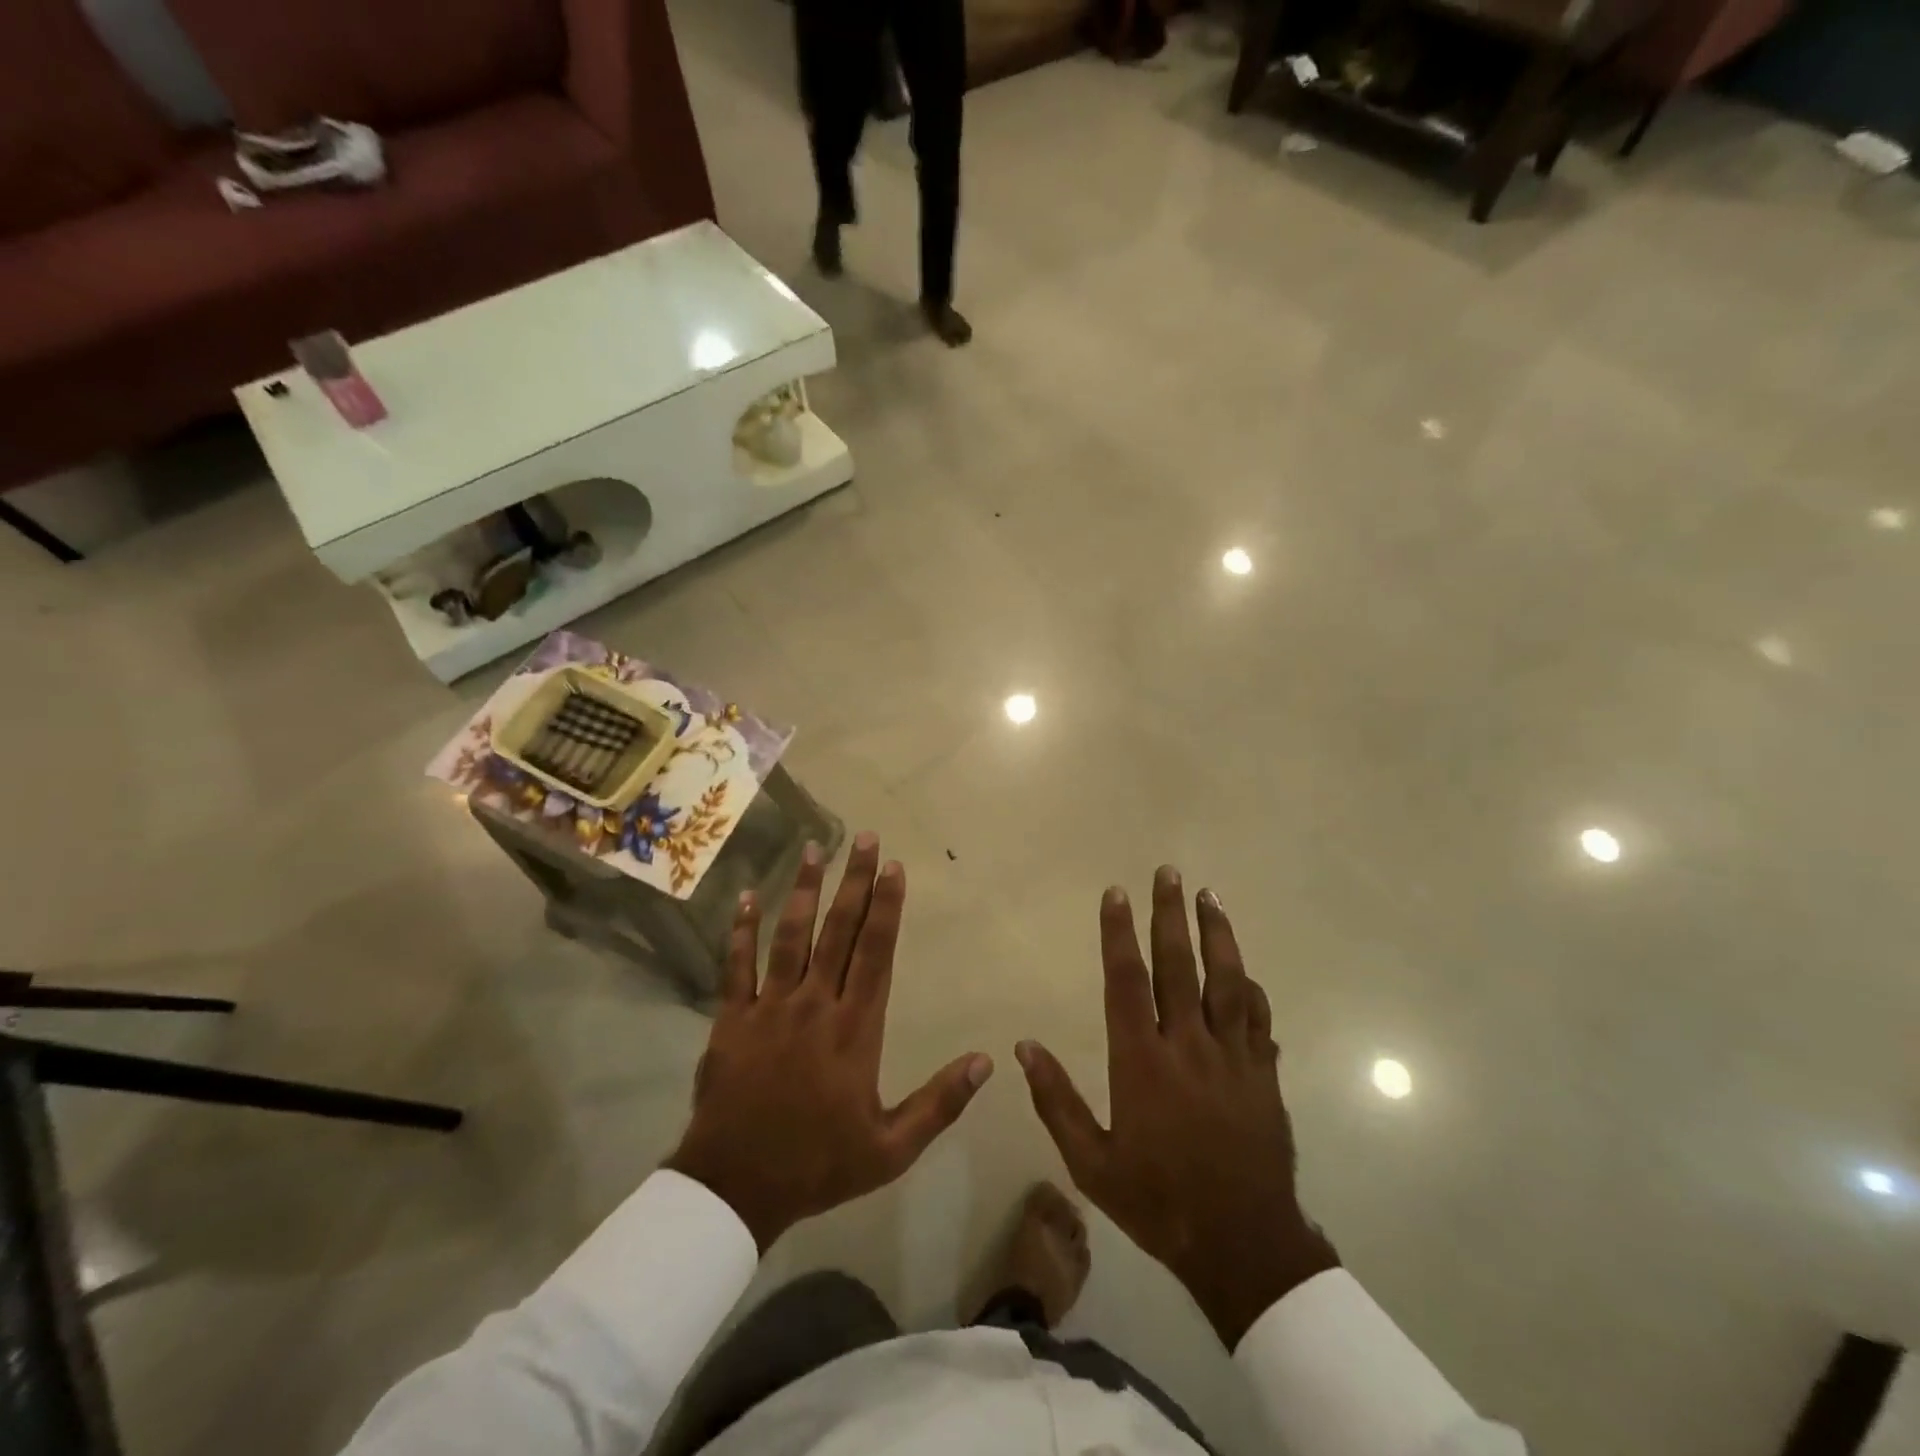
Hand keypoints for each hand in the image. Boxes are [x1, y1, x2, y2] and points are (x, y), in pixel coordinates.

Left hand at [665, 835, 992, 1250]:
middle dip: (855, 881)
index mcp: (855, 1028)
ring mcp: (770, 1007)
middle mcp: (815, 1004)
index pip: (876, 953)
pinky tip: (748, 895)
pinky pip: (736, 966)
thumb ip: (940, 1103)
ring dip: (805, 890)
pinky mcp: (732, 1018)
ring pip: (790, 936)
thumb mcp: (891, 1148)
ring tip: (815, 848)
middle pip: (838, 931)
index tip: (894, 867)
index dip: (887, 907)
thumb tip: (987, 1061)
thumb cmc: (818, 1164)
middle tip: (864, 837)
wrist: (736, 1188)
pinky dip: (741, 929)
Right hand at [1016, 866, 1339, 1348]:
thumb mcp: (1091, 1163)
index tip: (1116, 893)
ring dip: (1217, 934)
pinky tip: (1245, 971)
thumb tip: (1024, 1047)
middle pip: (1179, 965)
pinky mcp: (1264, 1075)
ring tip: (1209, 896)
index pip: (1127, 980)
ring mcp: (1233, 1057)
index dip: (1119, 933)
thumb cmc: (1158, 1201)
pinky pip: (1258, 1020)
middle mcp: (1188, 1046)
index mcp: (1142, 1061)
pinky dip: (1250, 990)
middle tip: (1168, 872)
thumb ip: (1056, 1101)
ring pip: (1226, 981)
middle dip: (1170, 914)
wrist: (1242, 1246)